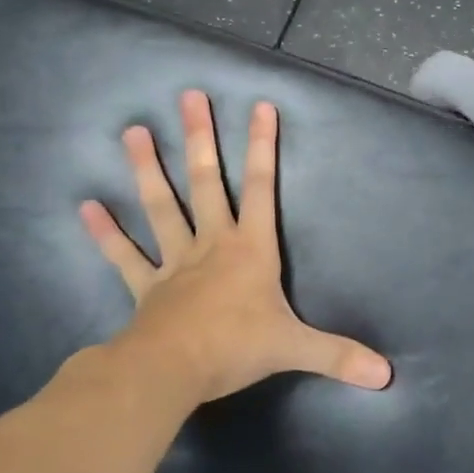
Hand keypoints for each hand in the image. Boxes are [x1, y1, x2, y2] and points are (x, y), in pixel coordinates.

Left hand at [79, 90, 391, 404]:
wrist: (170, 372)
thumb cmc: (235, 348)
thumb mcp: (295, 349)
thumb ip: (339, 355)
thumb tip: (387, 375)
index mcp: (249, 248)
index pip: (261, 187)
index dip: (262, 147)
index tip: (260, 106)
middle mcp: (211, 243)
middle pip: (206, 182)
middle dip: (199, 138)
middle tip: (189, 97)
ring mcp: (174, 262)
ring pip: (161, 206)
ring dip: (147, 169)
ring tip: (132, 131)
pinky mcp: (146, 286)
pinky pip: (124, 256)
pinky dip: (106, 233)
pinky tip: (86, 206)